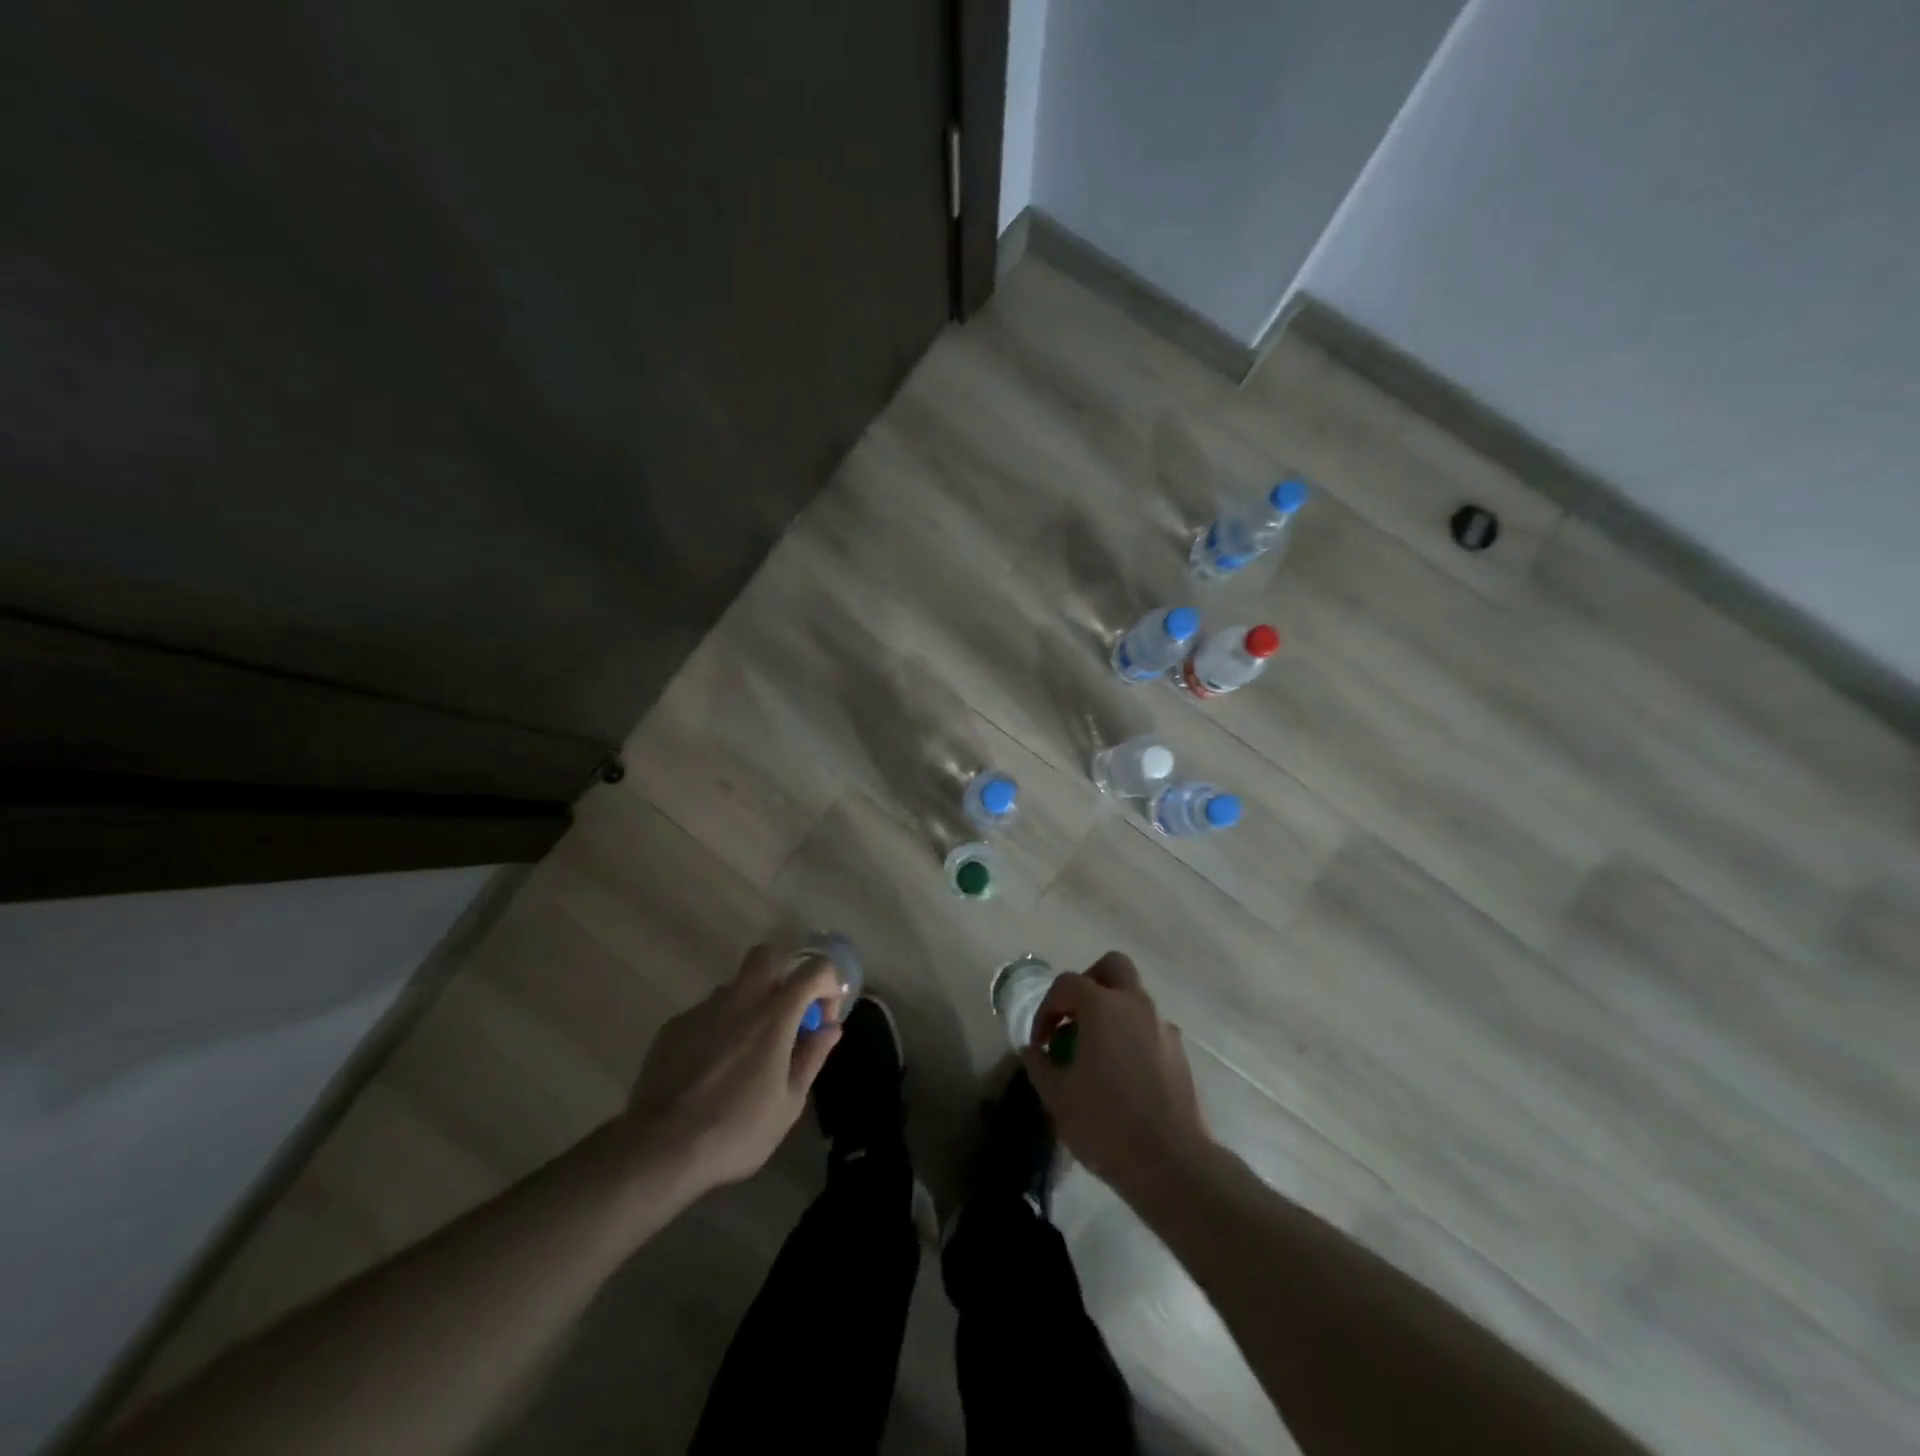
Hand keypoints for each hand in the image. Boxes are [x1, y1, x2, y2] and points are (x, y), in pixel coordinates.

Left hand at [627, 944, 841, 1191]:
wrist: (660, 1148)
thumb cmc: (737, 1129)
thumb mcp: (789, 1103)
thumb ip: (812, 1057)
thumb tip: (831, 1028)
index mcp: (775, 1015)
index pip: (814, 969)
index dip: (828, 985)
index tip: (823, 1020)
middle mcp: (741, 999)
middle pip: (768, 955)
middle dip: (784, 973)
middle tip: (787, 1014)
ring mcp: (704, 1009)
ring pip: (736, 986)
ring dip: (750, 1004)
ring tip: (747, 1051)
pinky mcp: (675, 1025)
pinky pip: (707, 1013)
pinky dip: (720, 1027)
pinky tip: (712, 1067)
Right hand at [1021, 952, 1208, 1196]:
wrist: (1171, 1163)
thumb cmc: (1105, 1123)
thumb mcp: (1057, 1096)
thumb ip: (1039, 1065)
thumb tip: (1033, 1050)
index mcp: (1102, 1006)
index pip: (1067, 984)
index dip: (1047, 1008)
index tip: (1040, 1042)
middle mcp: (1136, 1005)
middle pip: (1113, 967)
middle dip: (1089, 983)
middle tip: (1074, 1018)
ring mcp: (1163, 1027)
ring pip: (1134, 999)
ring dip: (1112, 1013)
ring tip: (1096, 1054)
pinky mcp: (1180, 1053)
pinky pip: (1150, 1029)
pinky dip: (1132, 1037)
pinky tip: (1123, 1076)